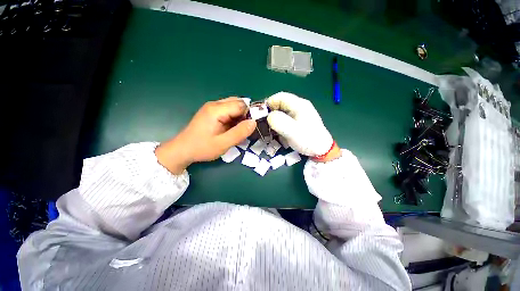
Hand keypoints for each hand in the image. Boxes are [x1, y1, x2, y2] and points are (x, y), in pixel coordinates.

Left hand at [156, 97, 255, 173]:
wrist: (182, 150)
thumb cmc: (202, 148)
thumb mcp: (223, 143)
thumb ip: (239, 133)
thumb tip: (254, 122)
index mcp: (216, 110)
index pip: (241, 105)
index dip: (249, 114)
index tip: (252, 127)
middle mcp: (214, 104)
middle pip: (237, 102)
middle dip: (245, 114)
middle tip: (245, 129)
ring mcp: (212, 107)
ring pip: (233, 106)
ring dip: (240, 116)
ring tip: (239, 130)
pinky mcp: (211, 112)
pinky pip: (228, 110)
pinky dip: (234, 118)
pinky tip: (232, 128)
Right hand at [266, 92, 339, 160]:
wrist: (321, 150)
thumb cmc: (308, 140)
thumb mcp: (292, 131)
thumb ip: (279, 122)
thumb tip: (269, 116)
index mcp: (299, 105)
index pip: (280, 97)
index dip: (269, 104)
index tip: (262, 115)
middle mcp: (298, 107)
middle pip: (280, 105)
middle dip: (271, 114)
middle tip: (266, 125)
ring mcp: (298, 115)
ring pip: (281, 113)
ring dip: (275, 121)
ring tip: (272, 131)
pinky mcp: (297, 122)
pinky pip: (285, 120)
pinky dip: (280, 126)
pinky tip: (280, 134)